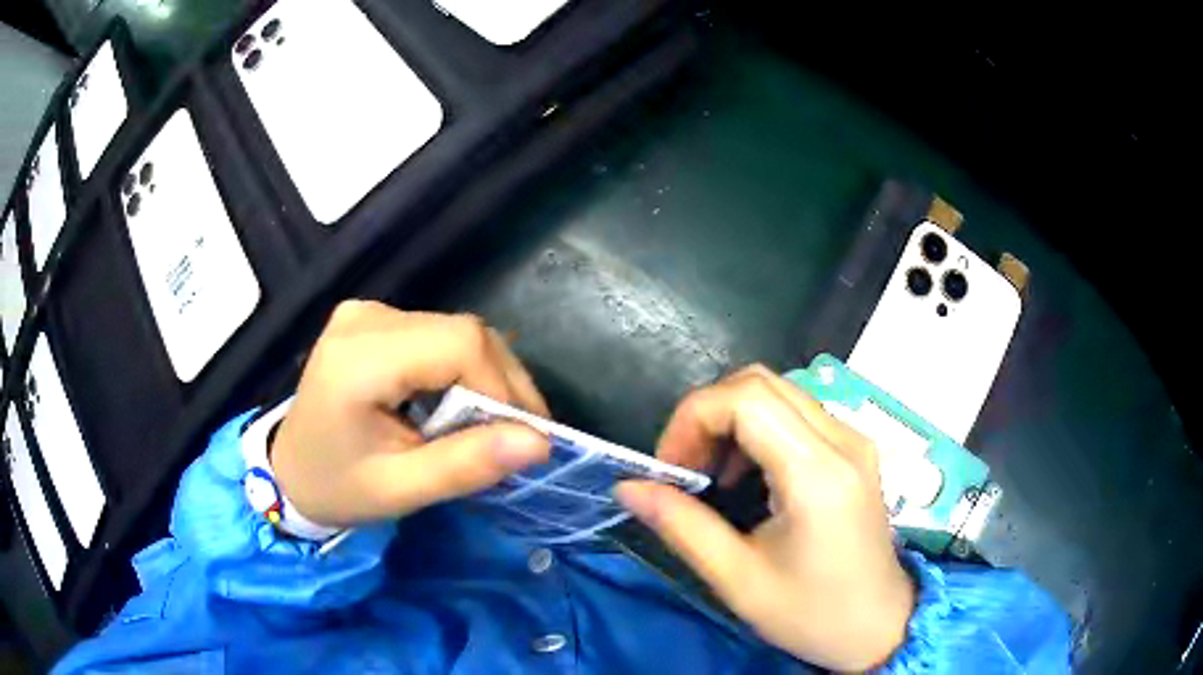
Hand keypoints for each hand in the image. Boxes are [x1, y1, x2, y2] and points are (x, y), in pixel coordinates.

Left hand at [270, 301, 551, 527]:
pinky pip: (441, 335)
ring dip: (489, 378)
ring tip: (493, 427)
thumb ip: (465, 465)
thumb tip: (539, 443)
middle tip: (518, 437)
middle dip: (502, 385)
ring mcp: (369, 312)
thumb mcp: (400, 490)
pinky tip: (464, 405)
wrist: (290, 470)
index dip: (502, 386)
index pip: (458, 344)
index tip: (523, 438)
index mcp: (359, 358)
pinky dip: (466, 370)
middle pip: (464, 332)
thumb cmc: (338, 487)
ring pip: (459, 331)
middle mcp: (365, 318)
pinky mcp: (375, 319)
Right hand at [615, 366, 913, 671]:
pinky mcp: (855, 450)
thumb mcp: (738, 579)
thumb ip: (681, 526)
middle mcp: (842, 440)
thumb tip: (628, 488)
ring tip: (711, 475)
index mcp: (817, 472)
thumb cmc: (812, 614)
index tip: (669, 468)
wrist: (880, 626)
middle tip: (686, 469)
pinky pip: (797, 413)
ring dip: (731, 419)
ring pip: (778, 392)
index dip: (692, 419)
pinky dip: (758, 429)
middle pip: (760, 383)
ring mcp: (854, 440)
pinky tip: (748, 475)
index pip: (745, 398)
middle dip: (707, 414)